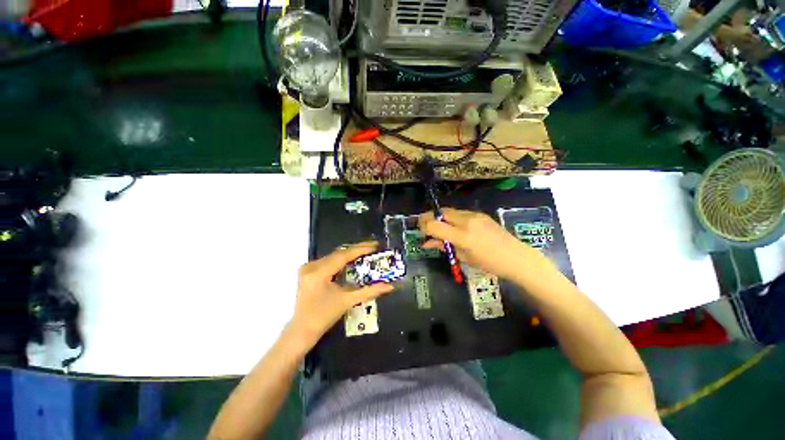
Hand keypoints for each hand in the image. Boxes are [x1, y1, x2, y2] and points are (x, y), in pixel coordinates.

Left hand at [289, 241, 393, 348]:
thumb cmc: (324, 317)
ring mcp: (308, 267)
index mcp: (319, 273)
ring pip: (334, 256)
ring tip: (366, 252)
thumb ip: (370, 291)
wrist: (302, 330)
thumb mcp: (348, 301)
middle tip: (373, 247)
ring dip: (350, 254)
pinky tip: (352, 260)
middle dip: (357, 250)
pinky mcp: (308, 271)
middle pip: (338, 253)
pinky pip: (328, 260)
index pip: (343, 256)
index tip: (375, 245)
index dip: (361, 249)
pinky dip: (341, 260)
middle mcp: (311, 266)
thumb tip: (389, 286)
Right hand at [419, 208, 545, 281]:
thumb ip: (444, 247)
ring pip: (450, 211)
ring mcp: (475, 215)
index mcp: (463, 236)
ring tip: (440, 229)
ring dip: (441, 218)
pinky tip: (454, 227)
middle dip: (429, 218)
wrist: (517, 257)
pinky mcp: (480, 214)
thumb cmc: (490, 264)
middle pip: (440, 212)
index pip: (434, 224)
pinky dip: (452, 218)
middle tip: (426, 228)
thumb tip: (426, 244)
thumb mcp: (464, 257)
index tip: (421, 232)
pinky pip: (460, 212)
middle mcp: (467, 221)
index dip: (424, 226)